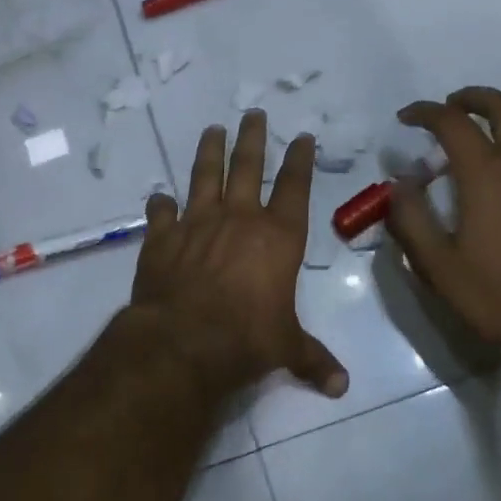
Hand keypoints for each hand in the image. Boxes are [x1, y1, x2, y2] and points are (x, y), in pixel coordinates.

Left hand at [129, 111, 348, 398]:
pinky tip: (159, 196)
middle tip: (252, 112)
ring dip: (209, 151)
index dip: (299, 160)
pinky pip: (162, 213)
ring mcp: (197, 224)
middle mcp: (238, 219)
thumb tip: (341, 388)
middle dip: (252, 138)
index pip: (294, 188)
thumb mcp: (287, 348)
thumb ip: (313, 360)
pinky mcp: (162, 238)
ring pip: (204, 176)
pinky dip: (161, 204)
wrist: (184, 340)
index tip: (301, 136)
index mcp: (277, 237)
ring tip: (213, 129)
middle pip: (247, 167)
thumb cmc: (247, 338)